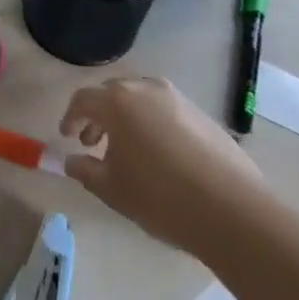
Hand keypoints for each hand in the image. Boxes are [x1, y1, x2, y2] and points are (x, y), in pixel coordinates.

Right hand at [61, 76, 264, 255]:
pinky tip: (159, 156)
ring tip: (126, 150)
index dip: (71, 118)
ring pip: (141, 100)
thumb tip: (71, 160)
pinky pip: (165, 111)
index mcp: (117, 101)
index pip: (83, 99)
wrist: (232, 210)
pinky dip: (152, 124)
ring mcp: (178, 99)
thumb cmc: (159, 196)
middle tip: (92, 142)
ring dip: (126, 118)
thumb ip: (84, 170)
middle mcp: (146, 89)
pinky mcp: (202, 114)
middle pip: (112, 94)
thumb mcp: (111, 189)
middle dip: (98, 116)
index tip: (67, 137)